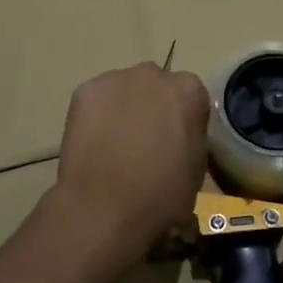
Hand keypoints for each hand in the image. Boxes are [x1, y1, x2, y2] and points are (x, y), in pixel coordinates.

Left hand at [47, 62, 210, 272]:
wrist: (106, 207)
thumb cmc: (162, 196)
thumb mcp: (196, 168)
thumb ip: (190, 138)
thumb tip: (177, 137)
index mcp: (189, 90)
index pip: (189, 96)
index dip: (180, 119)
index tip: (173, 142)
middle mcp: (154, 74)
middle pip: (154, 85)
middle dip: (151, 106)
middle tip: (143, 141)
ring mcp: (116, 79)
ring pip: (122, 90)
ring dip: (122, 108)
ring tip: (112, 145)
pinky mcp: (85, 91)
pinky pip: (95, 100)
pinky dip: (95, 116)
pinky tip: (92, 144)